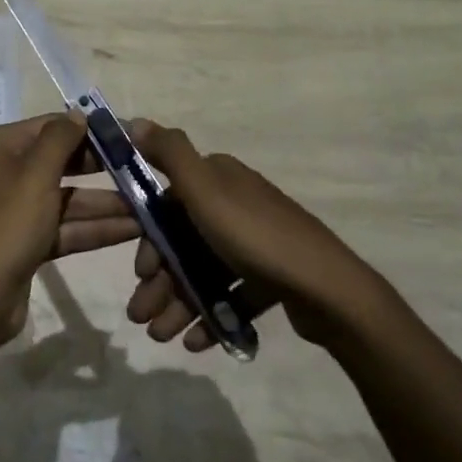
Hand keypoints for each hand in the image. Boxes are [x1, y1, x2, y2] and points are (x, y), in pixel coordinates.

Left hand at [0, 112, 140, 337]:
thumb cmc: (8, 224)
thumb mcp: (36, 174)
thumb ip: (60, 139)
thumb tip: (78, 114)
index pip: (49, 127)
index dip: (88, 130)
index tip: (126, 136)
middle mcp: (4, 172)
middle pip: (60, 163)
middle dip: (101, 170)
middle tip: (141, 170)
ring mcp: (15, 209)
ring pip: (66, 199)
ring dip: (105, 204)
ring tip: (149, 206)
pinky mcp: (27, 241)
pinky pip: (64, 226)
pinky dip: (94, 228)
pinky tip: (133, 230)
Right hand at [124, 120, 371, 351]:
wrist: (328, 290)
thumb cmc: (255, 237)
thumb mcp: (204, 189)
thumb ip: (169, 154)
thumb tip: (134, 121)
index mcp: (219, 179)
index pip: (168, 204)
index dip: (149, 238)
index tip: (141, 272)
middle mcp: (236, 204)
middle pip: (184, 241)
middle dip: (159, 280)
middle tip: (140, 317)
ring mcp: (256, 241)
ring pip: (204, 271)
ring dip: (179, 302)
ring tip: (162, 337)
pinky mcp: (272, 275)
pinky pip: (231, 294)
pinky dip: (211, 314)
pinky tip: (195, 341)